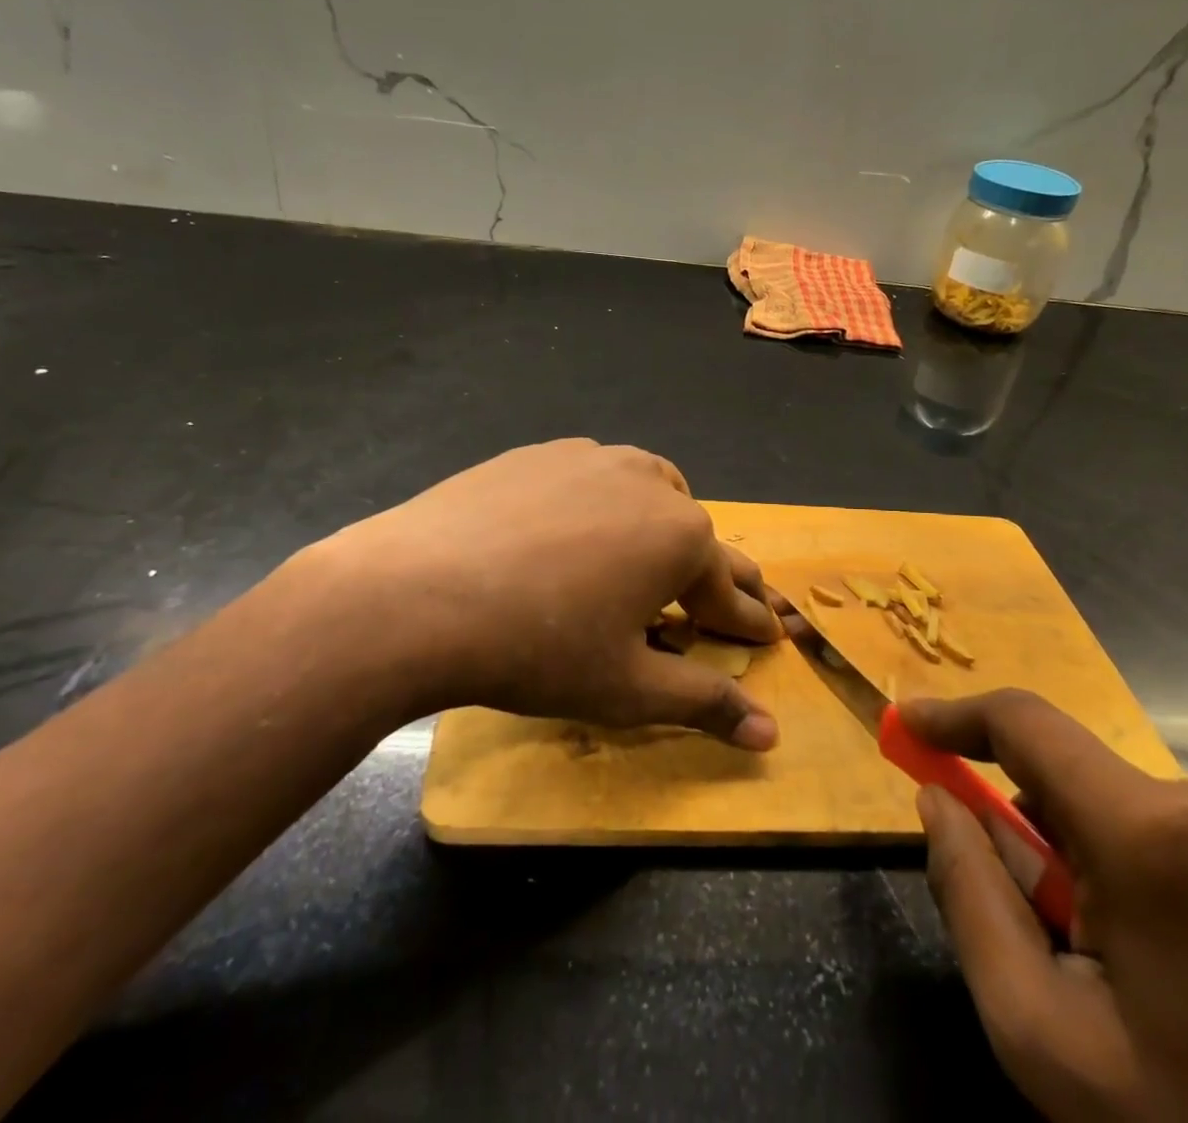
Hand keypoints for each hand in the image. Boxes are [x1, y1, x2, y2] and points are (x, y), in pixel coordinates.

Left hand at [298, 439, 782, 746]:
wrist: (417, 594)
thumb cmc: (539, 649)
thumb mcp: (628, 688)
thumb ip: (704, 703)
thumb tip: (771, 735)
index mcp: (682, 538)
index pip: (729, 592)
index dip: (747, 622)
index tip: (766, 636)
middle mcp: (650, 483)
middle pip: (696, 536)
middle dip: (713, 574)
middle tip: (722, 601)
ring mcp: (594, 459)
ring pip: (650, 490)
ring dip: (662, 525)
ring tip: (652, 555)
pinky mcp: (543, 452)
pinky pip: (595, 476)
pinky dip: (604, 502)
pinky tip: (577, 527)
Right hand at [901, 690, 1187, 1122]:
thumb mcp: (1046, 1036)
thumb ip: (970, 898)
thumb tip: (938, 803)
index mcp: (1152, 832)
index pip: (1023, 723)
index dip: (953, 716)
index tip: (904, 727)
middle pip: (1067, 777)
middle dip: (1024, 828)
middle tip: (1032, 927)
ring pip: (1114, 808)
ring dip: (1079, 859)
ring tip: (1112, 970)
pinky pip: (1167, 831)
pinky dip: (1129, 870)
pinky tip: (1167, 969)